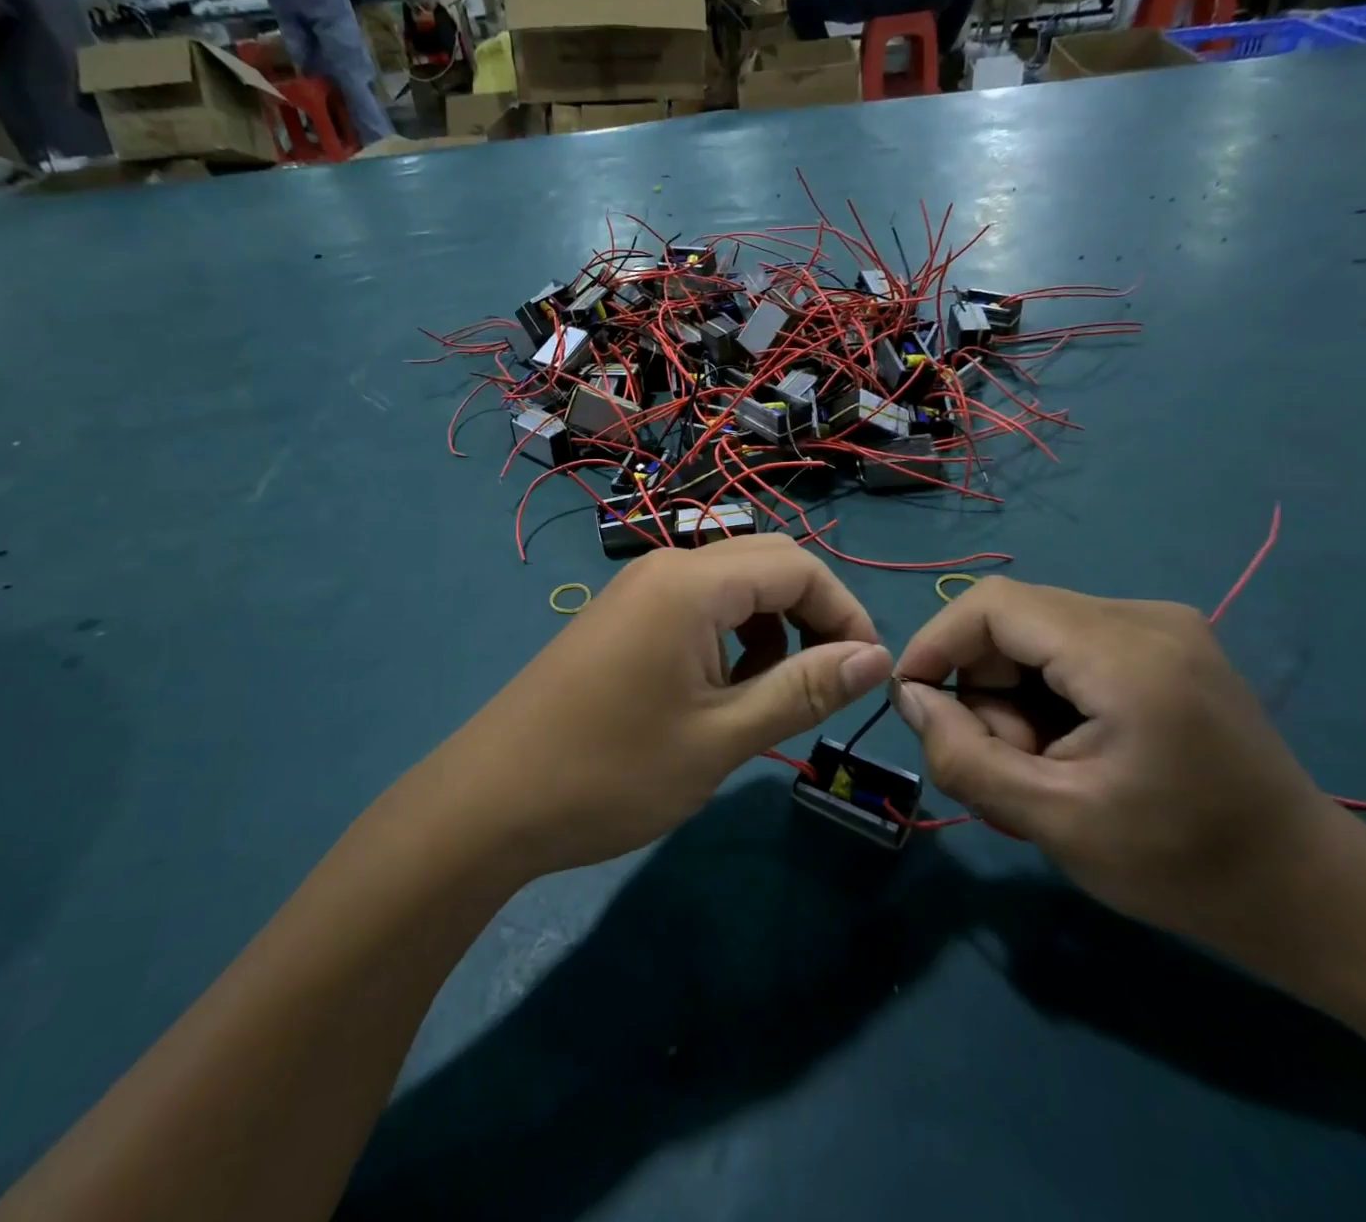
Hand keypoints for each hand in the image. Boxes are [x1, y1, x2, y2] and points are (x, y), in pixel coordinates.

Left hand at [428, 537, 890, 879]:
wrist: (489, 802)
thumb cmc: (610, 773)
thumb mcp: (720, 738)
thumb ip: (802, 690)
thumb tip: (876, 659)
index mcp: (691, 583)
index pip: (798, 566)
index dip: (846, 613)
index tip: (868, 674)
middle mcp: (665, 568)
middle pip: (767, 563)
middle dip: (812, 613)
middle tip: (829, 680)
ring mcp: (638, 590)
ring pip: (732, 584)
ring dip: (771, 626)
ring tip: (768, 694)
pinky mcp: (622, 617)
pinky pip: (696, 606)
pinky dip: (730, 635)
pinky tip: (719, 690)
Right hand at [891, 579, 1350, 949]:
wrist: (1311, 894)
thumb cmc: (1184, 866)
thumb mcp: (1054, 822)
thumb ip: (965, 757)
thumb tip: (910, 699)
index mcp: (1125, 653)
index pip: (992, 605)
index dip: (937, 643)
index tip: (914, 702)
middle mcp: (1144, 616)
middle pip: (1013, 621)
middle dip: (984, 688)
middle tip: (1002, 764)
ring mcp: (1161, 626)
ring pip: (1036, 635)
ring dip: (1013, 697)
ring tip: (1040, 769)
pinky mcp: (1165, 645)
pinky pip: (1069, 647)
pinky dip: (1045, 693)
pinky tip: (1069, 750)